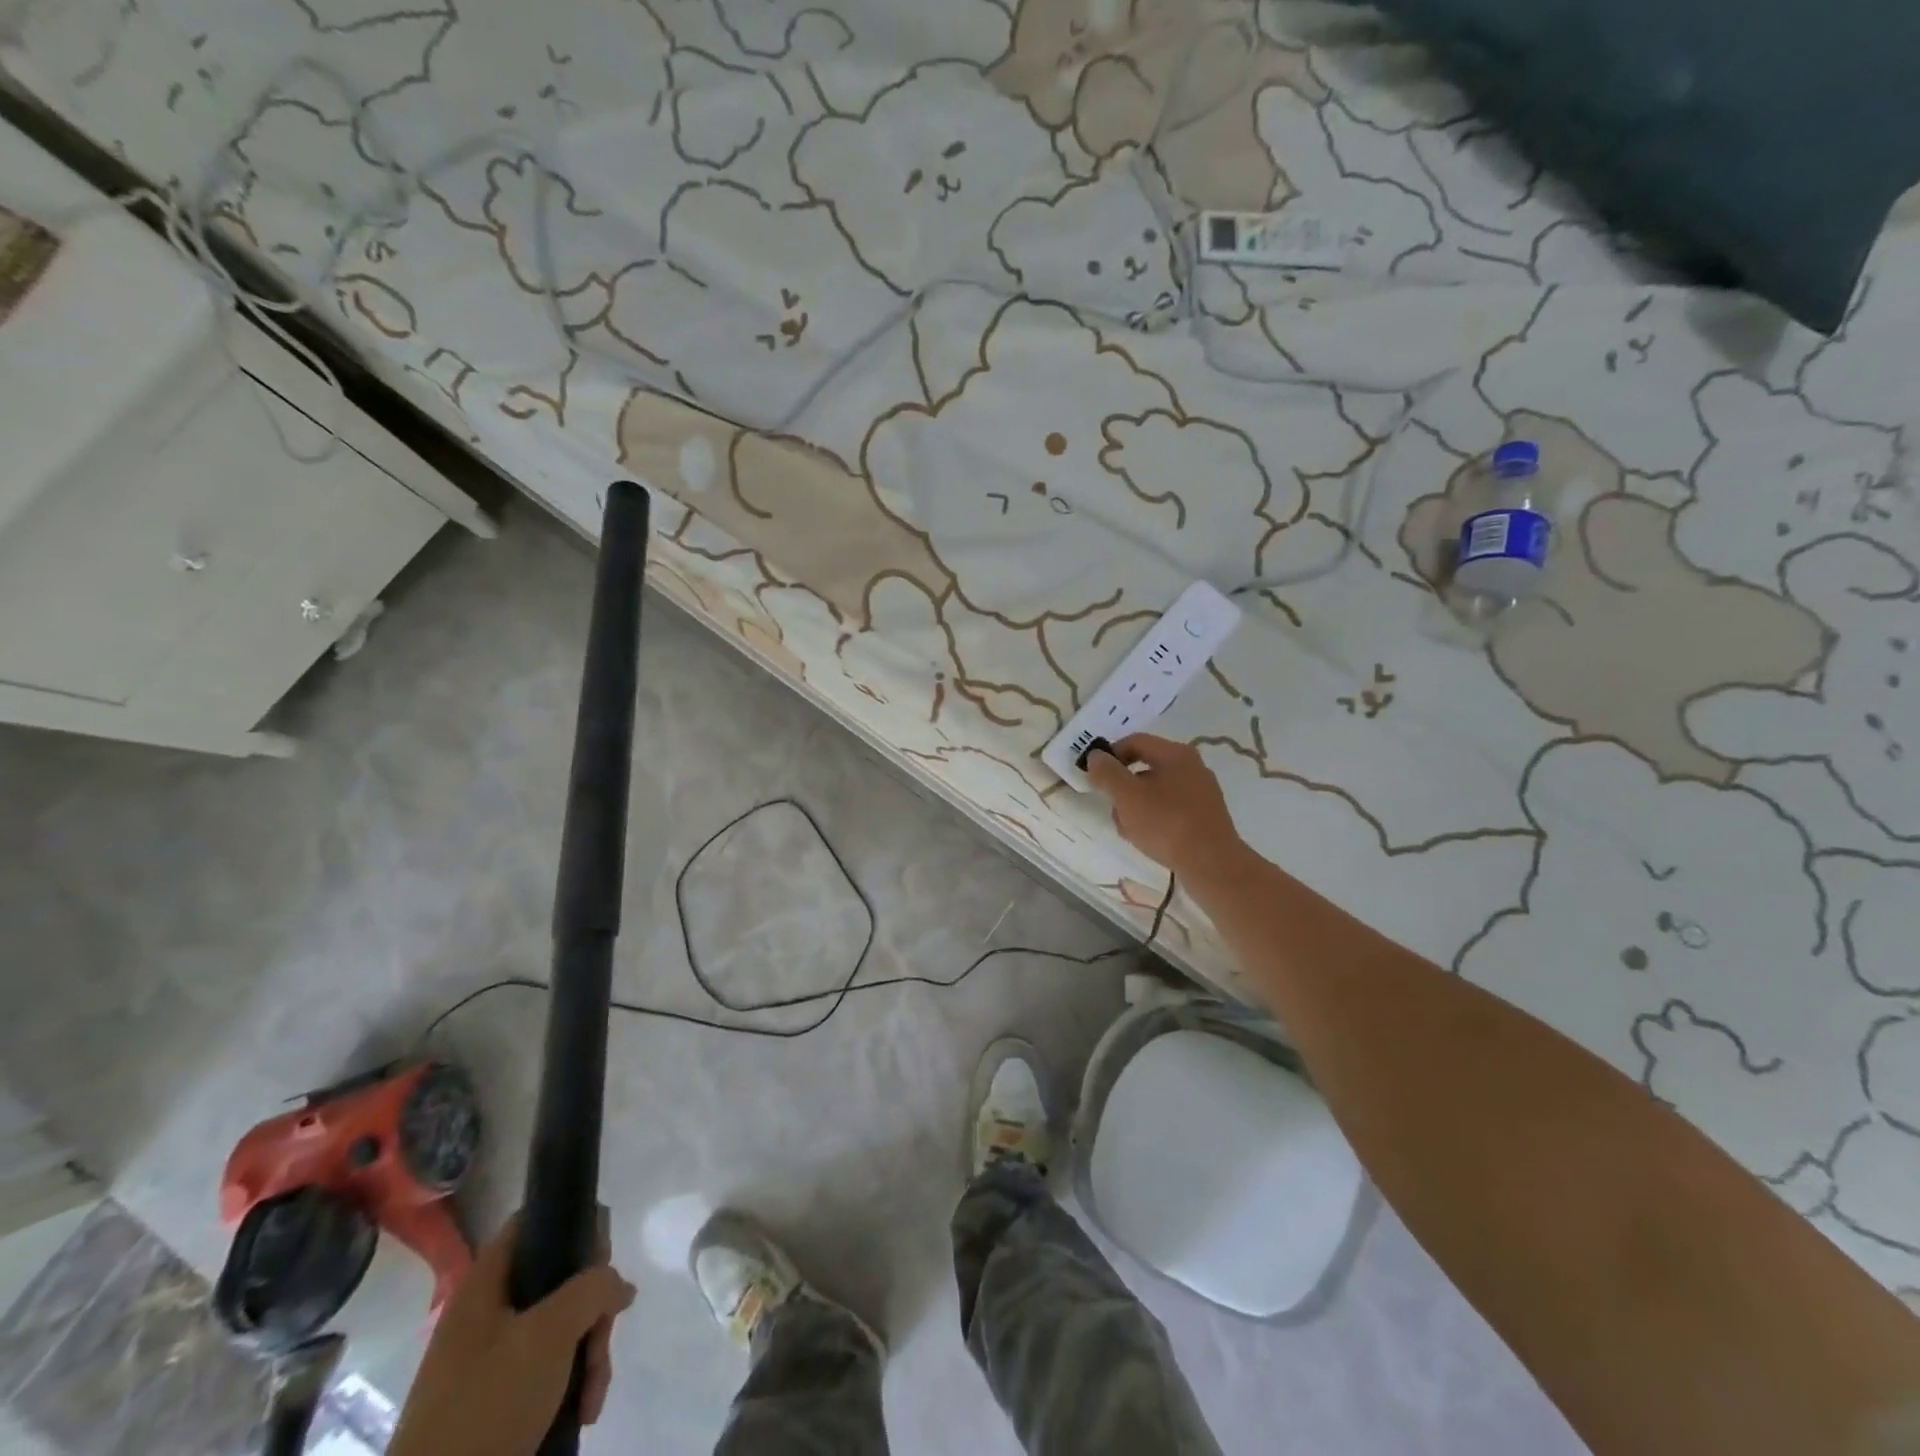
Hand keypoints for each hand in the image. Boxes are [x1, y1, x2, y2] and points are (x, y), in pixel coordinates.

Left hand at [390, 1215, 635, 1455]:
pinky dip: (572, 1384)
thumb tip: (619, 1285)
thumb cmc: (488, 1403)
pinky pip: (549, 1369)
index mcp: (486, 1284)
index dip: (572, 1227)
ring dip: (589, 1355)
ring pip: (561, 1329)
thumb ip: (593, 1288)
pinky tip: (582, 1409)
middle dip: (592, 1312)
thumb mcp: (551, 1333)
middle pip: (559, 1280)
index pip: (534, 1222)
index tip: (600, 1261)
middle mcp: (487, 1312)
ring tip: (592, 1395)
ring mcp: (490, 1358)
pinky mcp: (497, 1398)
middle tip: (601, 1341)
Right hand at [1083, 733, 1246, 882]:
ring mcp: (1201, 792)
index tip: (1096, 777)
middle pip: (1144, 767)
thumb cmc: (1166, 823)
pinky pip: (1170, 809)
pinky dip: (1154, 819)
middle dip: (1122, 788)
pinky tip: (1147, 839)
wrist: (1212, 864)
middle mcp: (1191, 767)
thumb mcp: (1127, 796)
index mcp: (1175, 754)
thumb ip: (1107, 773)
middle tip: (1112, 808)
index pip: (1134, 741)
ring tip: (1128, 830)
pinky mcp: (1204, 816)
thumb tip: (1096, 756)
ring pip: (1155, 791)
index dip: (1110, 755)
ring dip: (1135, 807)